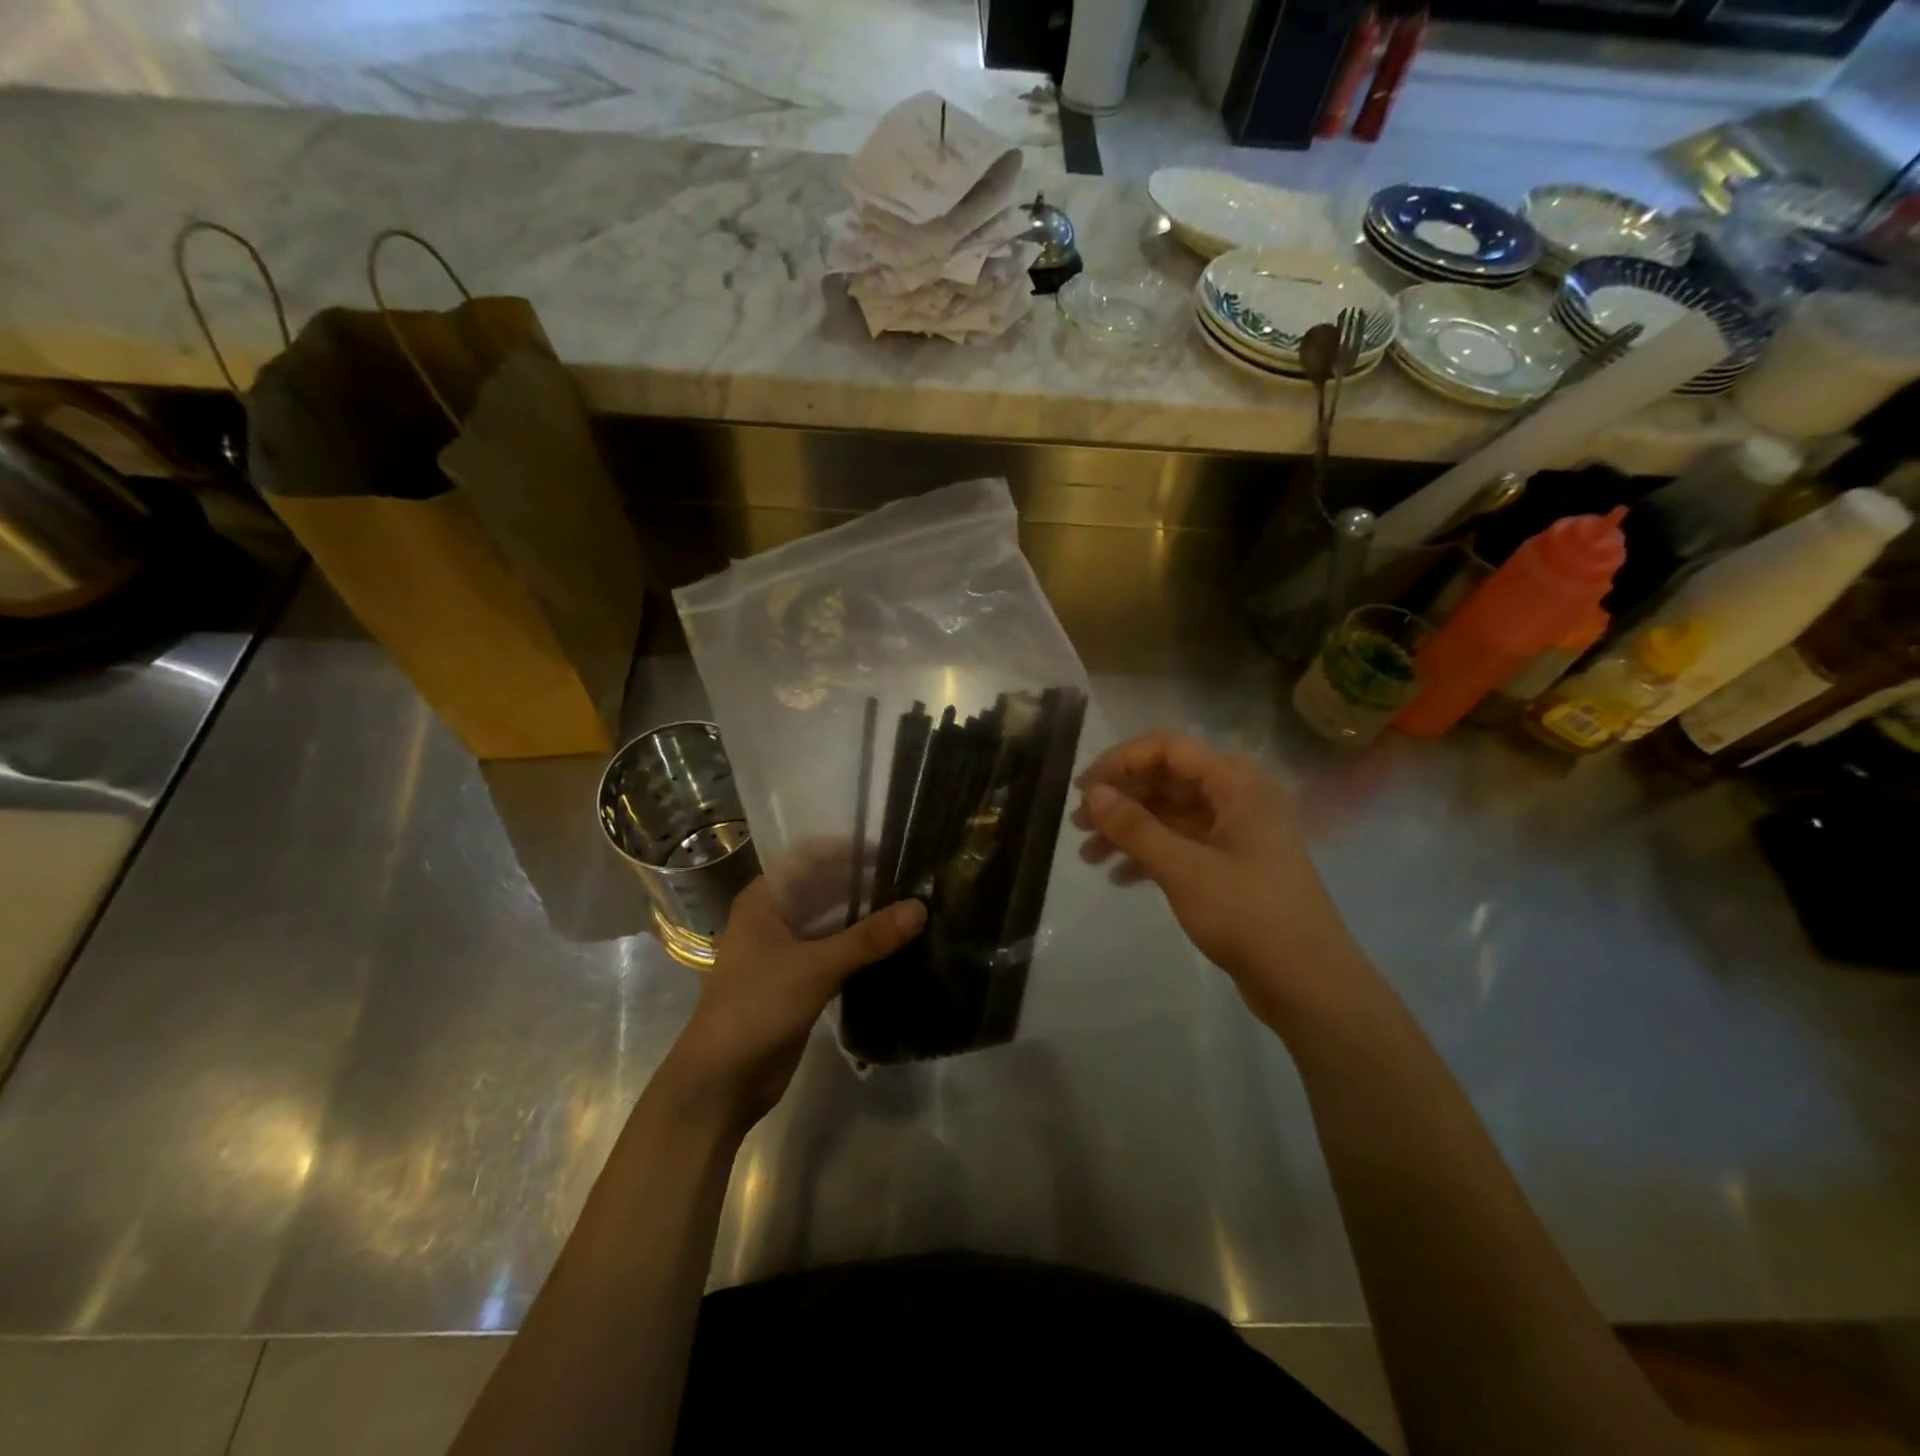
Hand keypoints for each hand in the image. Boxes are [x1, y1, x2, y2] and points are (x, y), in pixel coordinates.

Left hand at [664, 877, 925, 1129]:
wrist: (721, 1082)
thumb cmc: (756, 1008)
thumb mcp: (815, 967)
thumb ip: (868, 938)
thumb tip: (921, 908)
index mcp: (764, 900)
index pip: (811, 858)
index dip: (849, 851)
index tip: (892, 851)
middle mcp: (773, 917)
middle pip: (824, 889)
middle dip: (864, 886)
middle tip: (913, 881)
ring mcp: (785, 950)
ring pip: (832, 922)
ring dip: (865, 918)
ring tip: (912, 909)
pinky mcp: (799, 981)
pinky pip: (835, 953)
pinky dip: (861, 948)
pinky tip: (895, 946)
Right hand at [1072, 732, 1360, 1025]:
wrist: (1308, 984)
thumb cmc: (1248, 915)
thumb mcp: (1183, 869)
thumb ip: (1135, 827)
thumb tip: (1093, 794)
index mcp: (1237, 784)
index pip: (1168, 748)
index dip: (1121, 761)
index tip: (1082, 790)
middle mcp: (1238, 798)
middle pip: (1167, 780)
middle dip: (1121, 799)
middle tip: (1078, 824)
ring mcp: (1236, 833)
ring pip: (1171, 815)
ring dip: (1129, 829)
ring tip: (1088, 855)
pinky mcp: (1232, 865)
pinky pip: (1183, 844)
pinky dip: (1150, 855)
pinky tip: (1119, 877)